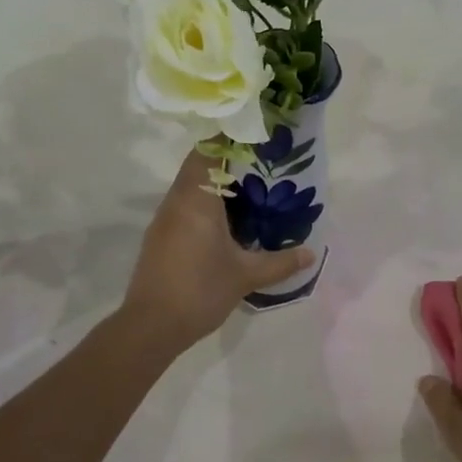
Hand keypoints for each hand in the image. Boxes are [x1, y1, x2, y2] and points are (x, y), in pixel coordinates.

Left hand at [122, 151, 315, 349]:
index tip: (254, 135)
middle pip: (198, 165)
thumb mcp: (245, 275)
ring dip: (215, 184)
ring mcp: (164, 220)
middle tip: (261, 164)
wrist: (150, 326)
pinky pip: (184, 206)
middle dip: (227, 161)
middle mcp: (176, 201)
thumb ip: (280, 262)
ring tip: (250, 191)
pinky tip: (227, 222)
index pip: (207, 151)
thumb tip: (310, 254)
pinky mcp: (160, 238)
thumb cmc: (200, 290)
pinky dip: (205, 204)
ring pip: (190, 187)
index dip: (228, 138)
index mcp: (196, 199)